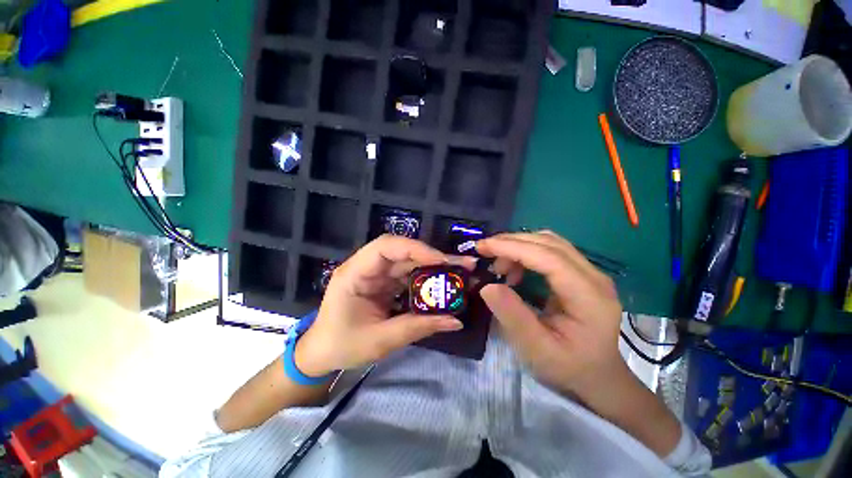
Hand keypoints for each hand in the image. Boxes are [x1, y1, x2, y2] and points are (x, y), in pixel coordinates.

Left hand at [295, 235, 467, 376]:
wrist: (321, 354)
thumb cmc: (341, 345)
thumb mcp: (380, 340)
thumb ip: (417, 328)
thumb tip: (455, 321)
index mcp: (355, 273)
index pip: (386, 247)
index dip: (416, 248)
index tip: (442, 261)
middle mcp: (367, 267)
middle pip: (403, 252)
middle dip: (434, 257)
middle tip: (464, 264)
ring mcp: (377, 275)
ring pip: (410, 263)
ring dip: (434, 268)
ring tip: (461, 274)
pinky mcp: (385, 284)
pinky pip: (409, 277)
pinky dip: (427, 281)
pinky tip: (444, 287)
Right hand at [476, 231, 627, 396]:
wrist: (598, 376)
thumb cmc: (569, 367)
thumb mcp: (536, 349)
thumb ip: (512, 316)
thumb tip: (487, 286)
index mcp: (589, 296)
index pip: (548, 257)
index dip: (513, 247)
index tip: (483, 246)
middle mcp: (594, 276)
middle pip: (549, 243)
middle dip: (512, 241)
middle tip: (484, 250)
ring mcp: (590, 272)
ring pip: (549, 242)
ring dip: (519, 245)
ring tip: (498, 265)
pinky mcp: (581, 273)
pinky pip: (550, 251)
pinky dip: (526, 252)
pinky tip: (515, 269)